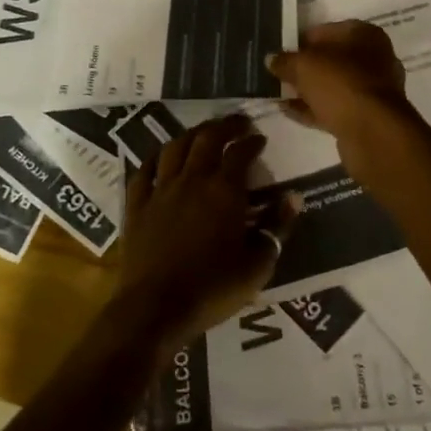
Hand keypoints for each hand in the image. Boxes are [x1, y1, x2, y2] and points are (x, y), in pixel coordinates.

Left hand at [114, 115, 299, 345]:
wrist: (155, 307)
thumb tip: (294, 197)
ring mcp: (160, 190)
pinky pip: (144, 170)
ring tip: (203, 132)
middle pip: (207, 138)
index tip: (259, 138)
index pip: (240, 153)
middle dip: (224, 125)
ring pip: (175, 147)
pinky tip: (162, 157)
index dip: (251, 141)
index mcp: (224, 191)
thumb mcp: (257, 265)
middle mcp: (192, 180)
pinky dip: (156, 157)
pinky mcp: (137, 205)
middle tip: (237, 122)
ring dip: (192, 134)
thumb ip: (277, 228)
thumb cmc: (212, 288)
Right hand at [266, 21, 420, 166]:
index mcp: (365, 35)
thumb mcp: (304, 66)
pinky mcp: (366, 117)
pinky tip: (287, 110)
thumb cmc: (341, 85)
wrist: (373, 133)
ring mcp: (372, 90)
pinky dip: (312, 108)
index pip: (328, 30)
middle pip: (332, 59)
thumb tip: (271, 59)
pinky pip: (334, 107)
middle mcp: (374, 59)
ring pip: (333, 85)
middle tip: (278, 72)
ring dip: (307, 89)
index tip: (281, 51)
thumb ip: (285, 61)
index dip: (302, 40)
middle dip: (305, 67)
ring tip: (278, 92)